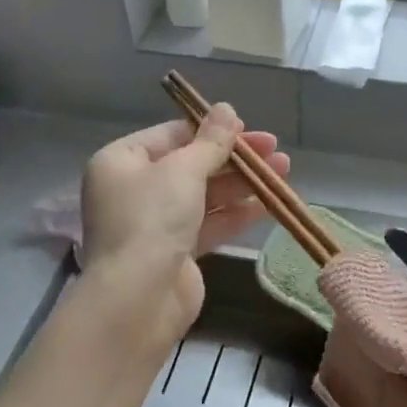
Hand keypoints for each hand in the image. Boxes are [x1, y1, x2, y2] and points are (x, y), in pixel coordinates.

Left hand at [81, 105, 289, 337]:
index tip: (249, 129)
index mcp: (122, 161)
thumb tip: (227, 109)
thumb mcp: (183, 170)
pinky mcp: (175, 252)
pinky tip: (268, 204)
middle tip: (275, 150)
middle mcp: (134, 189)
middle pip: (191, 164)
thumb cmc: (152, 219)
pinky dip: (236, 213)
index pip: (172, 135)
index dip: (212, 130)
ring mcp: (154, 223)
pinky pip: (208, 224)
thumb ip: (211, 141)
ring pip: (204, 195)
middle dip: (234, 158)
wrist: (138, 298)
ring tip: (284, 172)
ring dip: (242, 184)